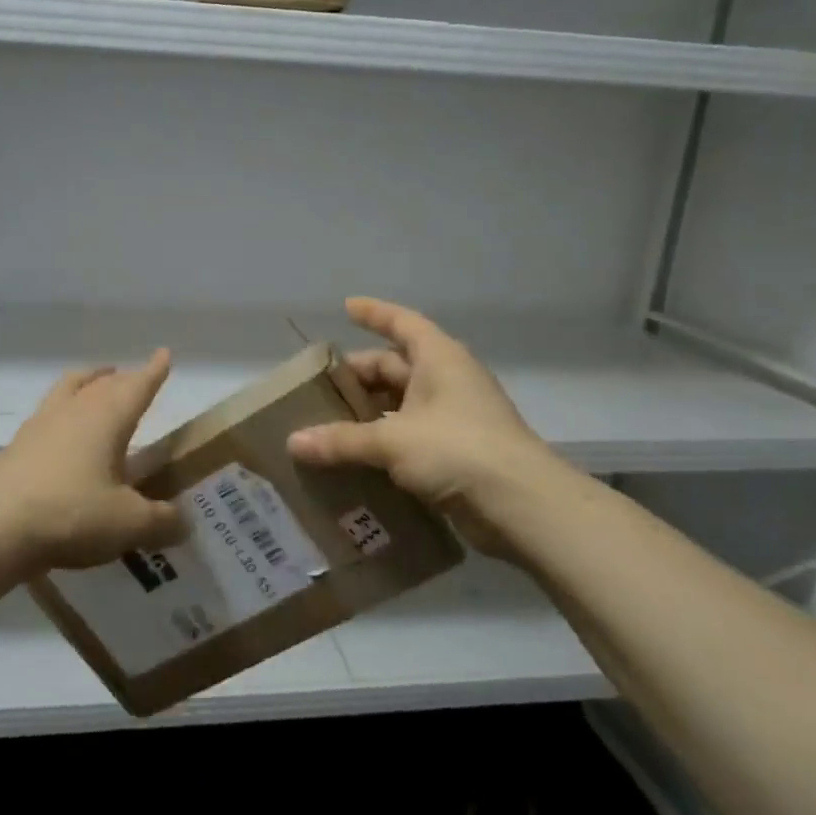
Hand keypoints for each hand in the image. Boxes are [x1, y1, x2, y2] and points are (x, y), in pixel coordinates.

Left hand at [0, 351, 186, 575]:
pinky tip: (61, 434)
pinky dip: (62, 413)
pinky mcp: (16, 446)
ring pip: (69, 388)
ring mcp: (40, 425)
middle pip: (103, 384)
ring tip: (97, 383)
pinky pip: (47, 415)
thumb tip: (183, 523)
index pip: (137, 386)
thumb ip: (162, 522)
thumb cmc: (72, 514)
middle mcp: (74, 411)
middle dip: (123, 379)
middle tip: (134, 378)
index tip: (163, 354)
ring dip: (87, 381)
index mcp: (107, 418)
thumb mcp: (129, 524)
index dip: (153, 372)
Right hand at [287, 298, 571, 554]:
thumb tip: (293, 442)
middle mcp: (448, 381)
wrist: (522, 507)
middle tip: (318, 390)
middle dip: (358, 377)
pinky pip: (409, 438)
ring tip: (327, 426)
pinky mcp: (456, 454)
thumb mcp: (392, 440)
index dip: (374, 313)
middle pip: (394, 368)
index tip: (346, 307)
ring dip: (368, 415)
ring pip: (400, 406)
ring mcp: (454, 418)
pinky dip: (383, 444)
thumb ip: (342, 440)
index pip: (402, 323)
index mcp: (439, 360)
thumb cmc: (458, 450)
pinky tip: (355, 459)